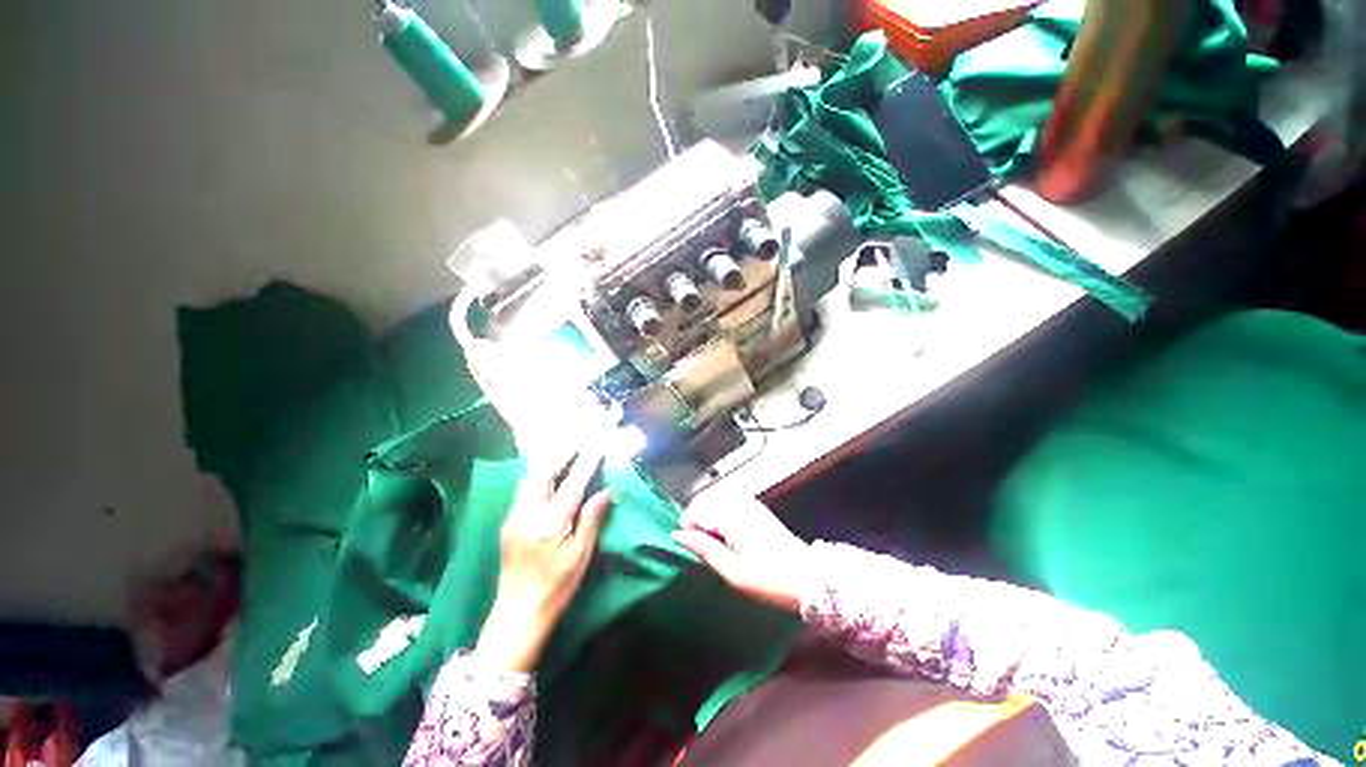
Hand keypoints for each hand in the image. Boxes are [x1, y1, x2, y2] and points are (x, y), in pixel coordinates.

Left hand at [475, 447, 611, 673]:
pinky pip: (524, 489)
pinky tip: (548, 475)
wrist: (517, 615)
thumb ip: (591, 520)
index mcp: (550, 524)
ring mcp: (514, 518)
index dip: (586, 463)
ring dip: (548, 463)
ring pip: (530, 479)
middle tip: (578, 442)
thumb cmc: (556, 588)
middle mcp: (528, 515)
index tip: (597, 445)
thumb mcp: (580, 557)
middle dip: (561, 454)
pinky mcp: (509, 523)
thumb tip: (606, 491)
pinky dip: (538, 475)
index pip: (572, 485)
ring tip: (565, 452)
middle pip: (543, 473)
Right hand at [672, 493, 813, 613]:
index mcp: (732, 515)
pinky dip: (718, 514)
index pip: (696, 509)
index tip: (687, 547)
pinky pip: (726, 502)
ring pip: (714, 499)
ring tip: (709, 542)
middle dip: (695, 520)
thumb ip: (705, 549)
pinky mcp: (755, 507)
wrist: (809, 576)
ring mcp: (748, 502)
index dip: (686, 527)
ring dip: (706, 516)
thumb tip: (678, 535)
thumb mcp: (734, 572)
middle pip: (703, 500)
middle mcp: (739, 502)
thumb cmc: (770, 579)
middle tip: (697, 547)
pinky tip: (724, 534)